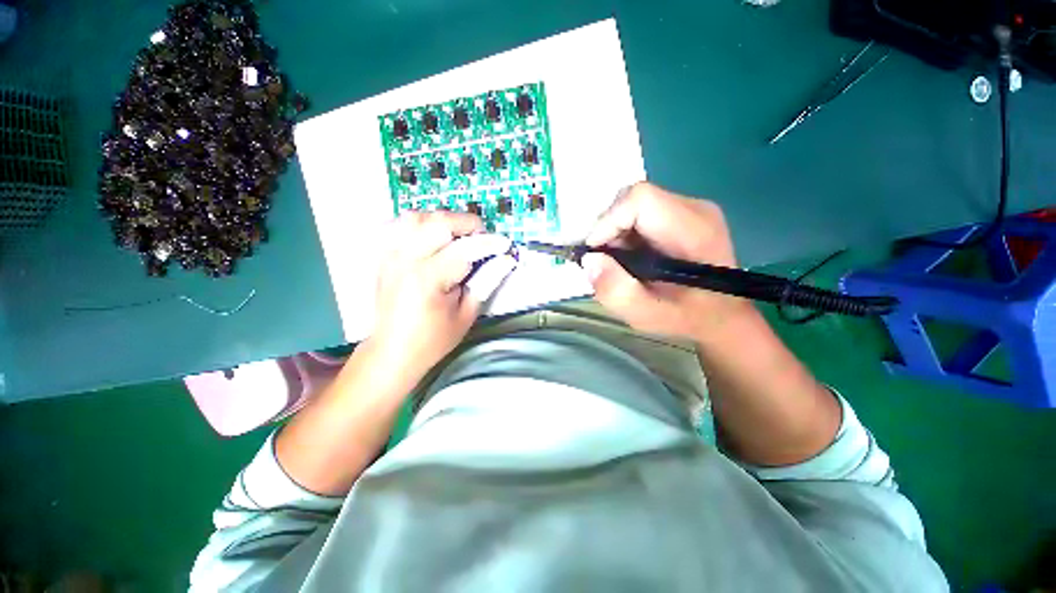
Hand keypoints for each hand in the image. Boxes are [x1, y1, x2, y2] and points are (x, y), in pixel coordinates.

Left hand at [369, 212, 514, 379]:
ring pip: (417, 217)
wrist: (392, 352)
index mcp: (428, 279)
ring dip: (443, 220)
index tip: (505, 245)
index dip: (489, 243)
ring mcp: (389, 255)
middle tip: (482, 238)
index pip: (464, 248)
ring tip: (458, 235)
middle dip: (467, 224)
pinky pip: (399, 225)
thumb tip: (504, 260)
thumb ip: (485, 283)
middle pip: (438, 222)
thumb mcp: (466, 315)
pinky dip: (419, 224)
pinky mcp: (383, 257)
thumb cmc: (432, 340)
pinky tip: (431, 236)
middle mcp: (405, 260)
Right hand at [582, 182, 754, 341]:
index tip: (594, 253)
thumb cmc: (686, 318)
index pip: (640, 199)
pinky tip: (631, 257)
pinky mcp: (684, 214)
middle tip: (606, 262)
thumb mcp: (646, 315)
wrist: (721, 316)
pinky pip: (642, 212)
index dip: (608, 221)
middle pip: (634, 199)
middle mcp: (695, 209)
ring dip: (616, 233)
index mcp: (692, 230)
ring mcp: (691, 208)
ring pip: (635, 205)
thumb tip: (589, 260)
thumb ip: (615, 291)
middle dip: (609, 230)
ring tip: (619, 263)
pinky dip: (626, 233)